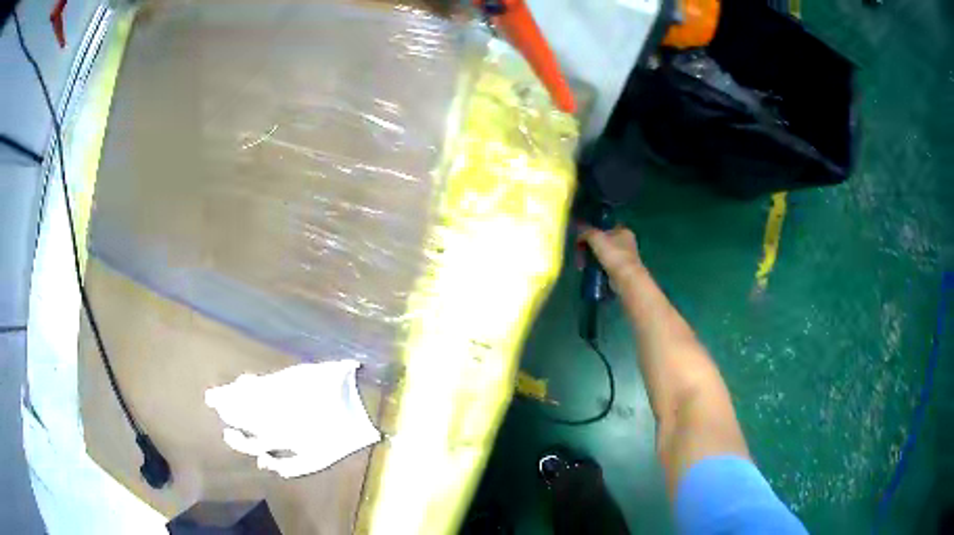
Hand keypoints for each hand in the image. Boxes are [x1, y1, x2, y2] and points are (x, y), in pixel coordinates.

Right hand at [578, 225, 643, 283]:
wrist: (625, 279)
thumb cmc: (614, 254)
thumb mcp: (596, 238)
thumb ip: (587, 233)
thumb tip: (579, 235)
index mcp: (624, 231)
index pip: (608, 226)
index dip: (596, 229)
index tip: (584, 235)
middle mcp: (627, 243)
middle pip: (606, 241)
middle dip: (593, 245)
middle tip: (580, 249)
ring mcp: (625, 258)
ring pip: (605, 254)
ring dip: (594, 257)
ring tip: (582, 261)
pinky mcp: (621, 270)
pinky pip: (606, 265)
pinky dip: (598, 267)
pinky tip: (590, 269)